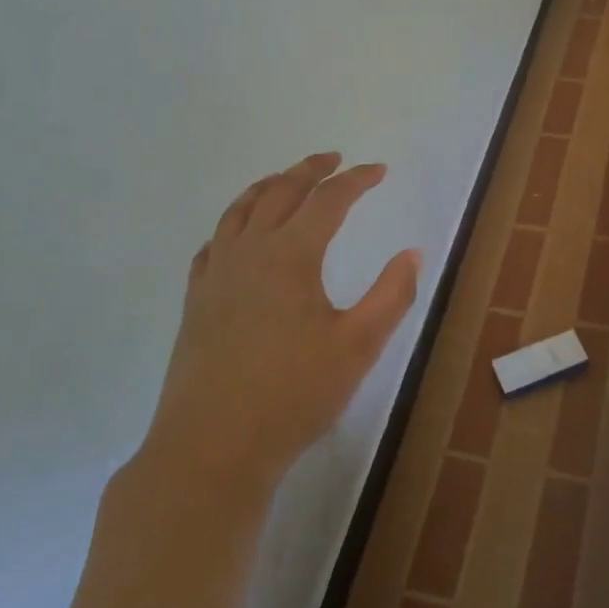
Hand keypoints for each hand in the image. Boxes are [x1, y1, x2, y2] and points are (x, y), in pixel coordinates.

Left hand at [134, 152, 419, 499]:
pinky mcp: (196, 302)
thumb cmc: (293, 395)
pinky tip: (238, 235)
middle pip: (279, 192)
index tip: (379, 170)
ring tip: (286, 180)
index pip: (328, 200)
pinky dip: (232, 224)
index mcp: (290, 255)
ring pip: (239, 211)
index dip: (356, 180)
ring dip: (267, 187)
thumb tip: (412, 253)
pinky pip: (213, 244)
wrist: (211, 449)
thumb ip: (391, 295)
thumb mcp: (358, 346)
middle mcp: (249, 253)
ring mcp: (216, 276)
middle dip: (309, 170)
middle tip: (333, 158)